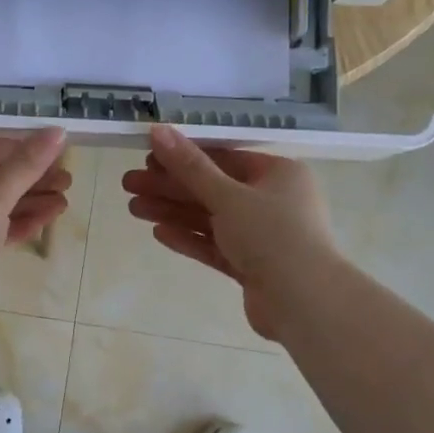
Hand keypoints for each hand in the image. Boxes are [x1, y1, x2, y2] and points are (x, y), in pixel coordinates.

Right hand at [122, 124, 337, 340]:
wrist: (304, 301)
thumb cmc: (272, 235)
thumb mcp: (227, 195)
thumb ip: (190, 166)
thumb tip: (157, 130)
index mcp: (278, 174)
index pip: (224, 157)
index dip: (184, 156)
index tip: (147, 158)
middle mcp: (273, 201)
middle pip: (212, 189)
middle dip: (170, 187)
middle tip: (129, 184)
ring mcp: (262, 236)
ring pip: (210, 218)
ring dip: (173, 212)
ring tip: (133, 208)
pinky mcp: (252, 266)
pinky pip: (215, 246)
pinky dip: (189, 238)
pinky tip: (159, 232)